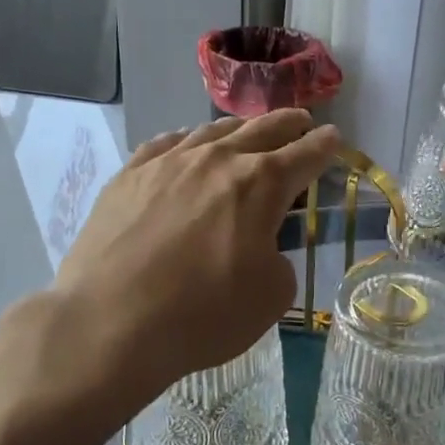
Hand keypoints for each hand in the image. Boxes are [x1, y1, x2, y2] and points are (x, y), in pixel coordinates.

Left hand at [44, 110, 340, 415]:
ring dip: (239, 129)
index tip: (334, 138)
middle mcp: (217, 159)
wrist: (110, 322)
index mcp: (261, 184)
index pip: (305, 154)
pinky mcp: (129, 175)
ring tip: (247, 130)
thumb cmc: (202, 314)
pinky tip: (185, 144)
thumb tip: (260, 245)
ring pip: (212, 131)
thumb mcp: (272, 296)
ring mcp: (168, 162)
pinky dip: (186, 140)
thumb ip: (278, 258)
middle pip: (262, 129)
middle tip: (301, 122)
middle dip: (288, 124)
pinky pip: (165, 143)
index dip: (325, 146)